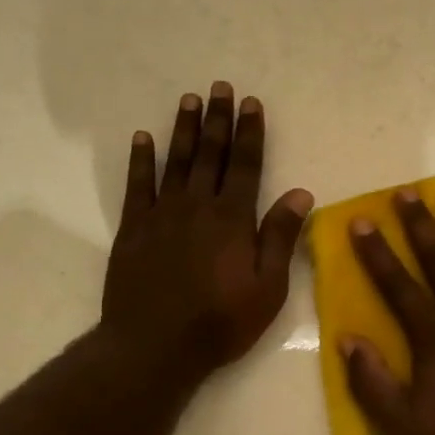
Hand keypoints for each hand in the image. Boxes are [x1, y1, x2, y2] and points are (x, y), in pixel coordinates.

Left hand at [102, 83, 312, 382]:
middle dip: (218, 120)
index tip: (251, 103)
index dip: (250, 133)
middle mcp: (197, 207)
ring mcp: (161, 215)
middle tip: (220, 87)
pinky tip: (143, 139)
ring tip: (189, 100)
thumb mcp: (267, 288)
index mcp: (233, 219)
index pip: (246, 165)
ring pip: (176, 162)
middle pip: (210, 154)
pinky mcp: (133, 230)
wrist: (154, 346)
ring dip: (184, 129)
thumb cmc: (220, 322)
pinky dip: (141, 160)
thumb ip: (280, 238)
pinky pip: (137, 186)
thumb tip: (301, 193)